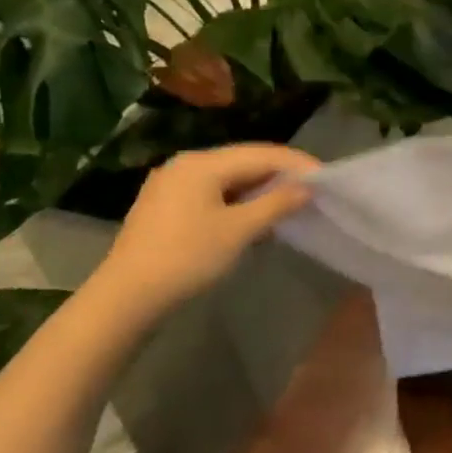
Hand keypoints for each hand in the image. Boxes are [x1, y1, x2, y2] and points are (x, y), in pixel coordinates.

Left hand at [87, 143, 319, 316]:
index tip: (326, 177)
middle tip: (311, 190)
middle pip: (244, 161)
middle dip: (279, 174)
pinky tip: (254, 217)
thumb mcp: (239, 231)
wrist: (125, 299)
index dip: (296, 163)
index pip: (261, 153)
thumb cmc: (187, 258)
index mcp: (202, 163)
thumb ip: (276, 203)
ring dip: (259, 189)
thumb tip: (306, 187)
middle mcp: (185, 164)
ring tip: (288, 204)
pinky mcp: (165, 206)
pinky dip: (238, 200)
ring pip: (228, 178)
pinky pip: (213, 192)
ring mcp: (171, 184)